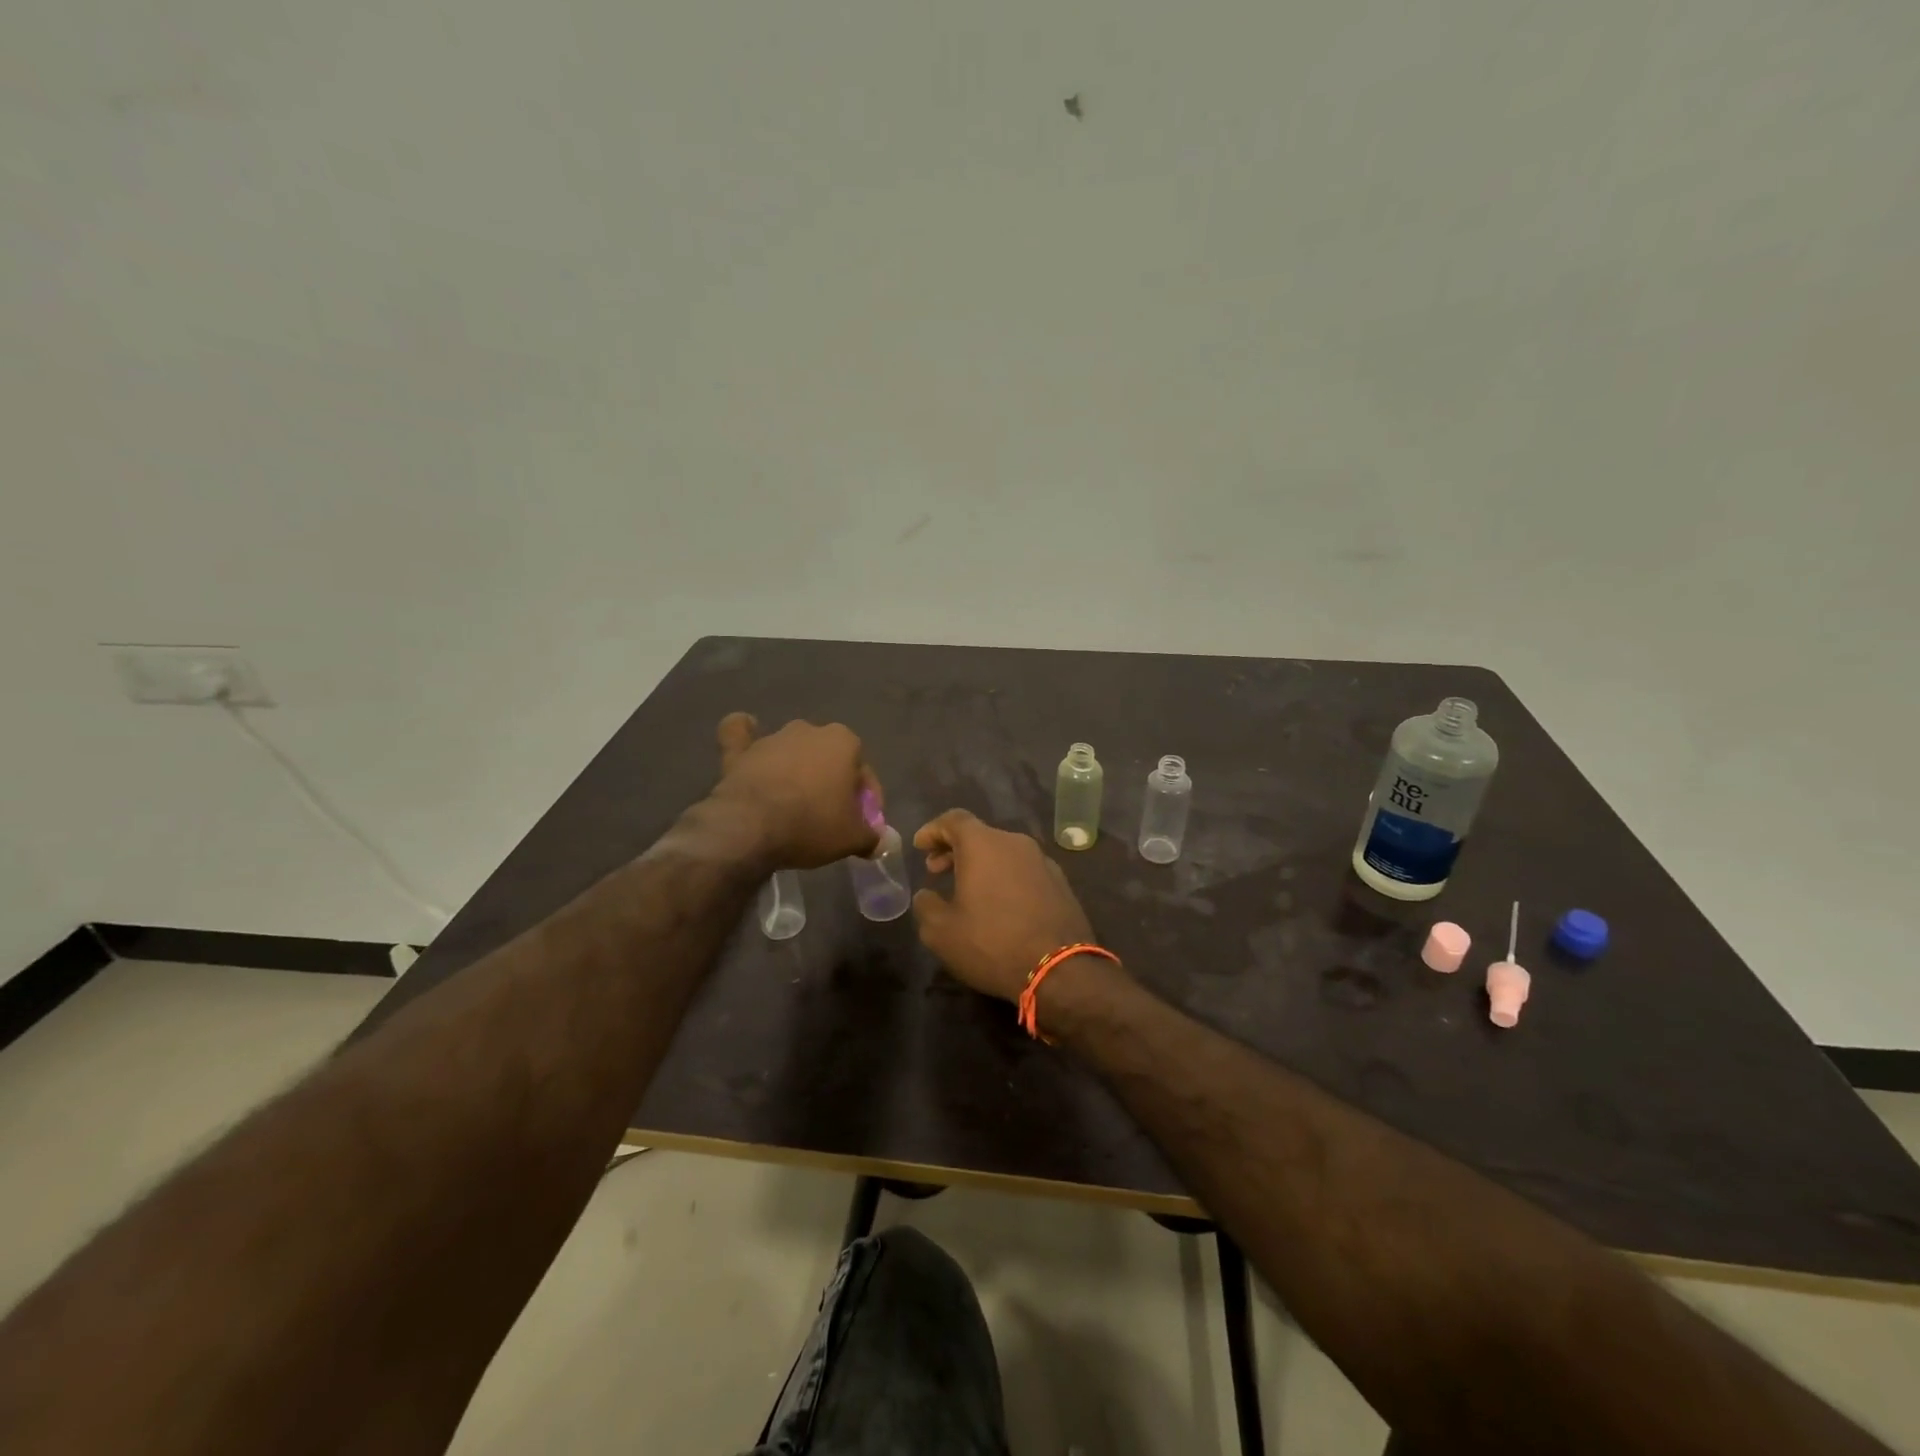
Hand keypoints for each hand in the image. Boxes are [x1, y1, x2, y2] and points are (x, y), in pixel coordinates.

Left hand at [711, 713, 879, 869]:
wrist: (751, 827)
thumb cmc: (812, 824)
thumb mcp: (852, 838)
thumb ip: (870, 837)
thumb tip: (879, 842)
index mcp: (844, 742)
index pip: (863, 773)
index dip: (867, 802)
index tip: (862, 826)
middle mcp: (810, 731)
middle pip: (828, 759)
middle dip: (831, 782)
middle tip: (829, 816)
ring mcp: (772, 738)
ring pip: (792, 750)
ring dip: (796, 769)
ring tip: (793, 802)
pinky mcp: (740, 750)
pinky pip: (741, 734)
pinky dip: (744, 734)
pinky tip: (747, 734)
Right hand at [911, 810, 1095, 1001]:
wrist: (1060, 971)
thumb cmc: (992, 944)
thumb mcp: (941, 932)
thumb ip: (926, 905)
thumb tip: (926, 895)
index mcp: (984, 844)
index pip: (954, 820)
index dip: (933, 830)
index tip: (920, 846)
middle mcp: (1016, 843)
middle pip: (979, 835)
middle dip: (954, 849)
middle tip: (936, 871)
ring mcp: (1043, 862)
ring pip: (1004, 852)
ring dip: (981, 865)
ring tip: (966, 890)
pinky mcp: (1060, 883)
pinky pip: (1023, 870)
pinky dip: (1005, 877)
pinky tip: (999, 905)